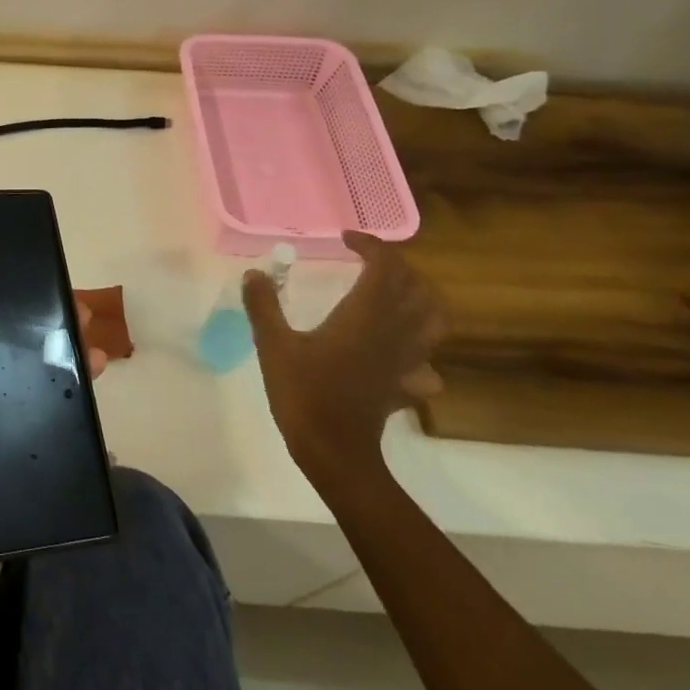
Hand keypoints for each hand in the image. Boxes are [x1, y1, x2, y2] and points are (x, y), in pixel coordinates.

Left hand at [0, 258, 107, 603]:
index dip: (0, 304)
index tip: (39, 281)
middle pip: (7, 362)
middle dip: (44, 337)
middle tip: (84, 316)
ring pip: (27, 401)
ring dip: (61, 379)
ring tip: (97, 358)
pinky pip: (31, 452)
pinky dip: (62, 438)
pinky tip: (95, 425)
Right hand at [242, 231, 446, 479]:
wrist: (334, 451)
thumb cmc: (304, 393)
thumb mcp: (273, 345)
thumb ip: (264, 306)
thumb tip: (254, 273)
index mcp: (365, 316)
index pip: (386, 266)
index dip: (371, 245)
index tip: (346, 239)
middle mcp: (394, 332)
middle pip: (417, 287)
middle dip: (397, 266)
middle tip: (368, 261)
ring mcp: (406, 360)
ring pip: (434, 319)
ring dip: (420, 298)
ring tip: (394, 294)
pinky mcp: (406, 384)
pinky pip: (427, 359)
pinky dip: (418, 347)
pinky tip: (396, 351)